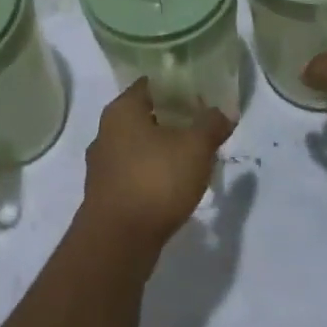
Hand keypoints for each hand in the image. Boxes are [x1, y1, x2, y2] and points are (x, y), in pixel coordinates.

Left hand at [80, 79, 232, 253]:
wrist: (118, 242)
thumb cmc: (155, 180)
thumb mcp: (195, 147)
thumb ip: (211, 124)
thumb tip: (224, 111)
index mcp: (122, 109)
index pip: (151, 84)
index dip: (177, 87)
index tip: (201, 96)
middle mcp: (106, 130)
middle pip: (144, 115)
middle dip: (172, 119)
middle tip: (202, 126)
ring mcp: (102, 164)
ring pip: (138, 145)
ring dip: (163, 148)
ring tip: (192, 157)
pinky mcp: (105, 193)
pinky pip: (133, 172)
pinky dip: (152, 173)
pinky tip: (173, 185)